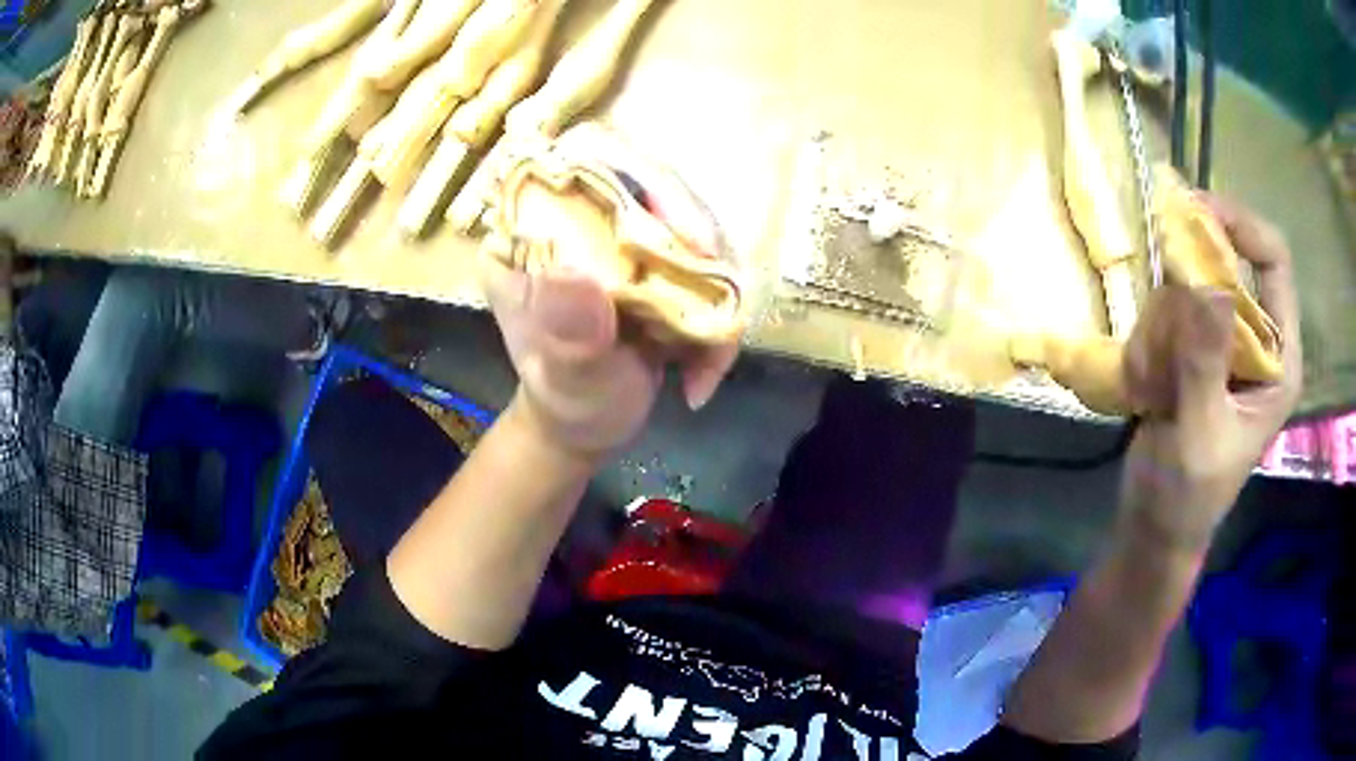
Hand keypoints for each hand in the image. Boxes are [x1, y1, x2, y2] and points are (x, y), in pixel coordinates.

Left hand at [481, 129, 739, 460]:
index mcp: (529, 231)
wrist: (587, 425)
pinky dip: (720, 315)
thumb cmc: (564, 401)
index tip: (684, 233)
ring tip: (711, 349)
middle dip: (694, 232)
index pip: (579, 162)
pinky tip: (703, 370)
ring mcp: (622, 237)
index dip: (637, 174)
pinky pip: (709, 262)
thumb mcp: (561, 377)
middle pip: (650, 179)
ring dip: (716, 282)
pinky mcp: (659, 260)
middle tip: (715, 288)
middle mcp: (577, 219)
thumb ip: (568, 334)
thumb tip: (578, 274)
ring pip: (691, 218)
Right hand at [1118, 196, 1302, 554]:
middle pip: (1224, 266)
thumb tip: (1211, 285)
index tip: (1192, 214)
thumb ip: (1206, 364)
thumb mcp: (1199, 436)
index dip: (1240, 225)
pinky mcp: (1193, 351)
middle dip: (1185, 295)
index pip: (1274, 260)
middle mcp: (1256, 339)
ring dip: (1160, 331)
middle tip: (1160, 336)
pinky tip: (1145, 391)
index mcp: (1278, 358)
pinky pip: (1164, 313)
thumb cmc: (1187, 497)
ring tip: (1154, 390)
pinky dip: (1147, 344)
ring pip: (1186, 288)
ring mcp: (1222, 343)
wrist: (1154, 528)